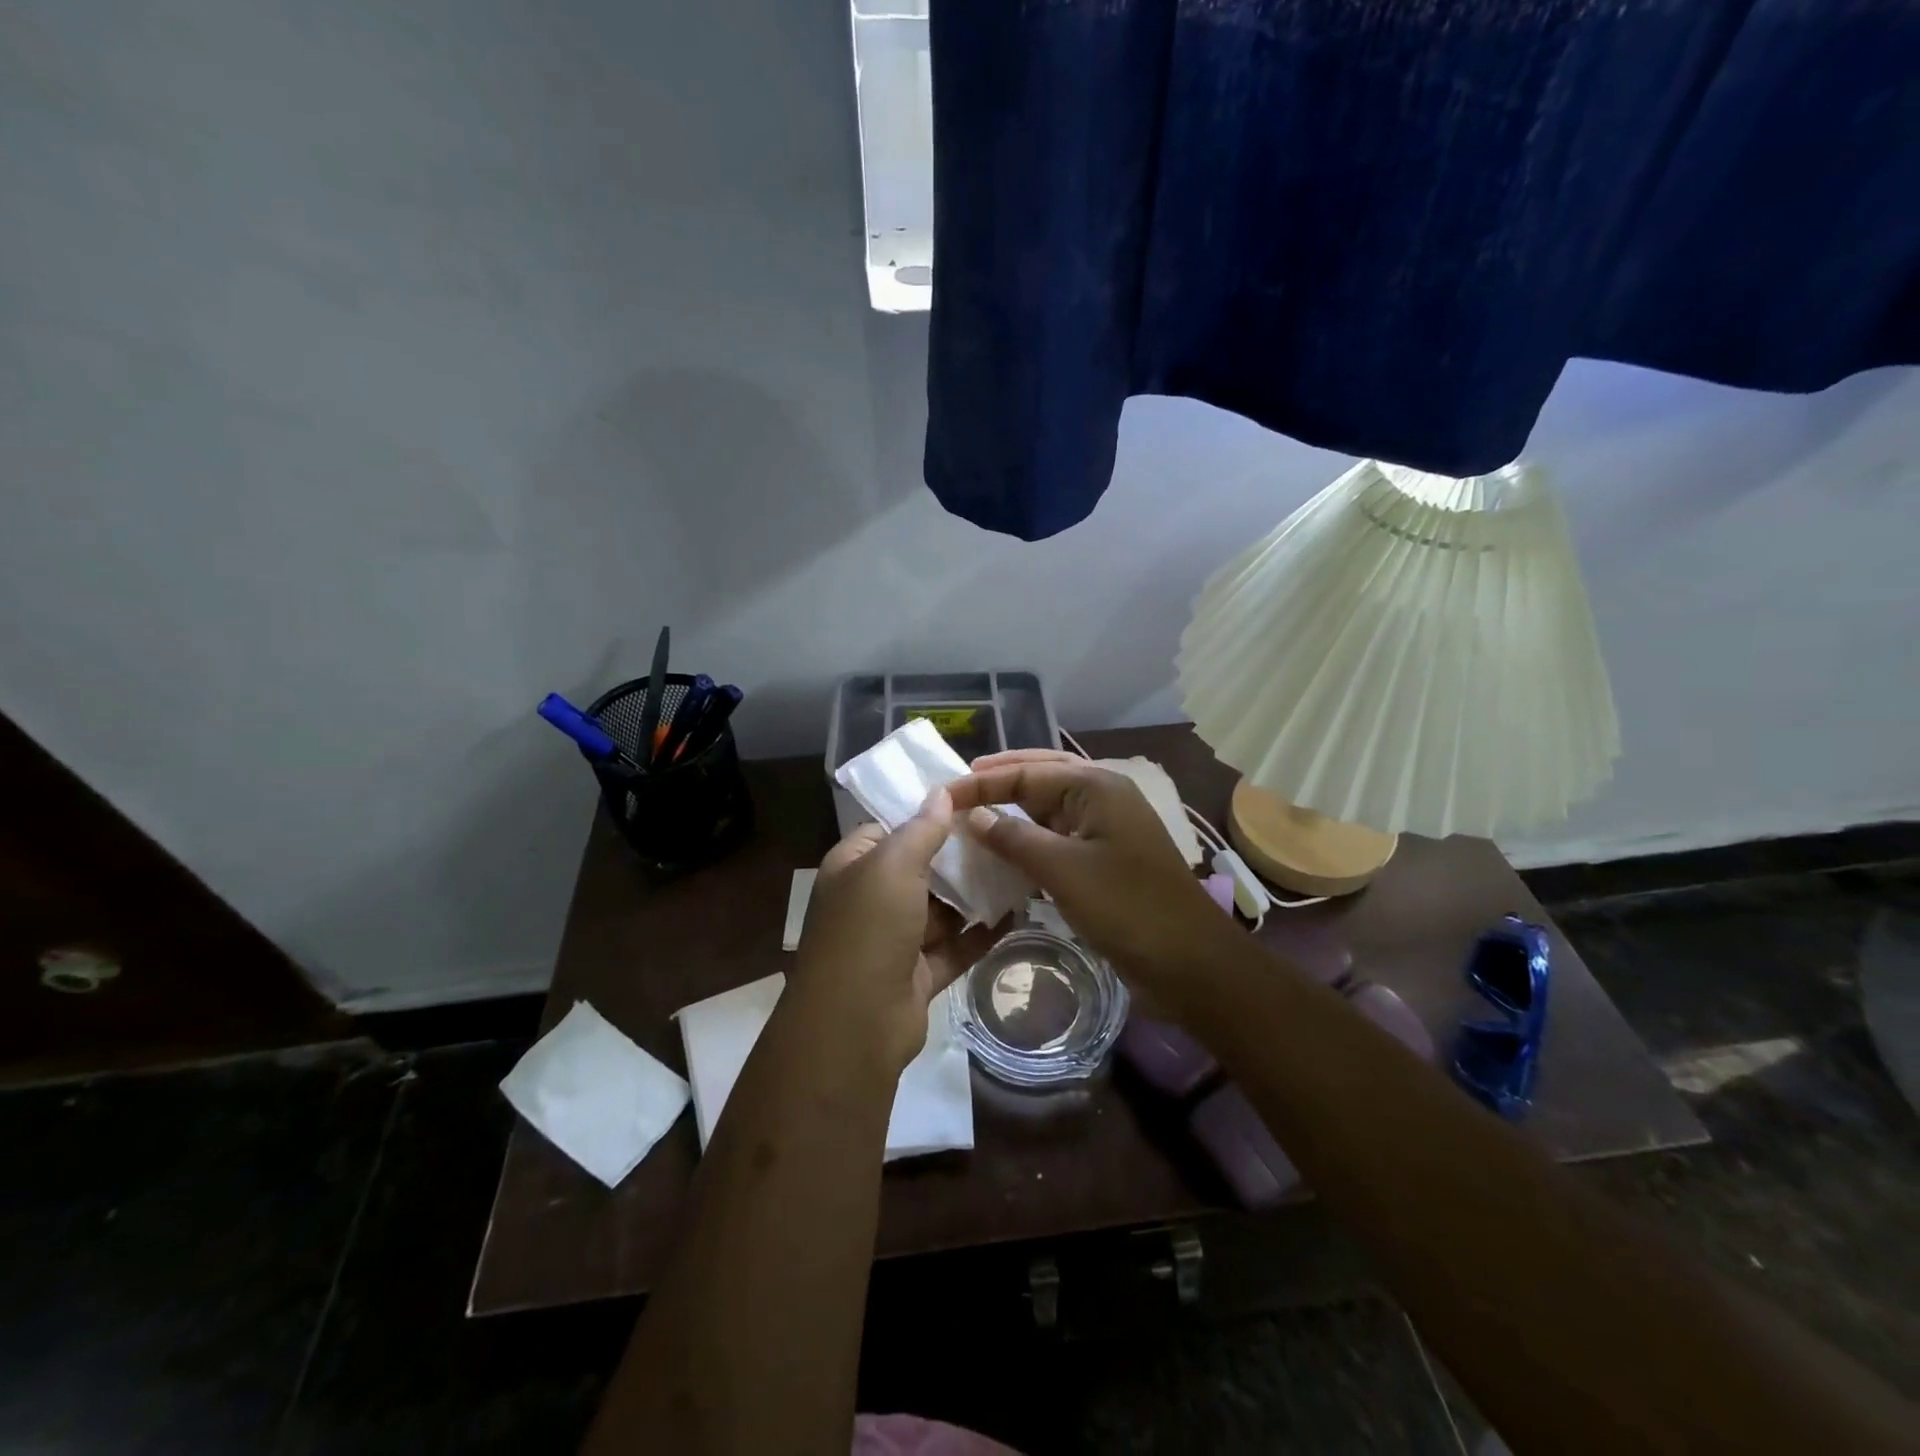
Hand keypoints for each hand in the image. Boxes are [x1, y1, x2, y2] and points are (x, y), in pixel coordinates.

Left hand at [792, 789, 998, 1075]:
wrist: (855, 1026)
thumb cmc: (868, 930)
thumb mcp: (893, 866)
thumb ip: (921, 828)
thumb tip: (942, 791)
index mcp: (854, 867)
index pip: (890, 828)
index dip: (927, 814)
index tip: (972, 801)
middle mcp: (871, 900)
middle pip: (921, 868)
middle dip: (959, 855)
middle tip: (1006, 833)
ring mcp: (895, 940)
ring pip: (941, 908)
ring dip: (974, 893)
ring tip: (1020, 867)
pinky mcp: (918, 974)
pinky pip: (955, 946)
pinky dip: (981, 933)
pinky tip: (1016, 913)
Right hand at [947, 751, 1230, 999]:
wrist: (1190, 962)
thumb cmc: (1127, 907)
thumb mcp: (1063, 870)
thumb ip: (1014, 838)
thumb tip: (973, 816)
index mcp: (1097, 787)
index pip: (1028, 772)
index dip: (982, 782)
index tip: (941, 794)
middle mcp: (1103, 797)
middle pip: (1042, 776)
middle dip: (1001, 779)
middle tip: (959, 787)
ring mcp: (1107, 829)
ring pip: (1051, 807)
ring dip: (1015, 807)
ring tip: (976, 812)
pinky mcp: (1106, 859)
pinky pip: (1059, 837)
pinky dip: (1031, 838)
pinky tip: (1007, 849)